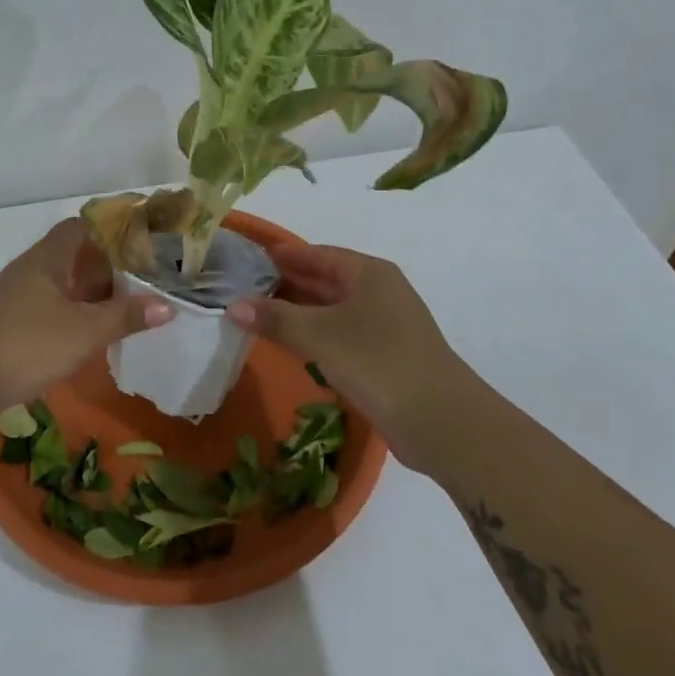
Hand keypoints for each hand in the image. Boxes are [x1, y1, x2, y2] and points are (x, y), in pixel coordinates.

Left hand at [0, 218, 174, 415]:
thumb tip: (169, 305)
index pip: (81, 227)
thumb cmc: (26, 343)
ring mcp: (17, 299)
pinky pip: (51, 308)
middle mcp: (31, 271)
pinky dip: (74, 314)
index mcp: (48, 259)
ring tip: (127, 305)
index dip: (111, 229)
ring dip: (91, 293)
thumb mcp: (85, 331)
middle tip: (145, 277)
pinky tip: (92, 333)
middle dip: (108, 265)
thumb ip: (126, 316)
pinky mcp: (9, 325)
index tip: (142, 240)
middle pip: (74, 256)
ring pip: (62, 285)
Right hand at [227, 244, 472, 470]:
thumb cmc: (377, 362)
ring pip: (334, 310)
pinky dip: (316, 336)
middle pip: (326, 280)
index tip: (251, 259)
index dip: (285, 256)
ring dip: (300, 312)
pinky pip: (342, 335)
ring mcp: (387, 325)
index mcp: (370, 273)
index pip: (319, 254)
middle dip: (288, 284)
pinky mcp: (387, 357)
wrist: (441, 421)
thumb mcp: (320, 336)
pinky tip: (293, 346)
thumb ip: (276, 319)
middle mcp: (380, 292)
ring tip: (259, 316)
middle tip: (246, 289)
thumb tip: (232, 305)